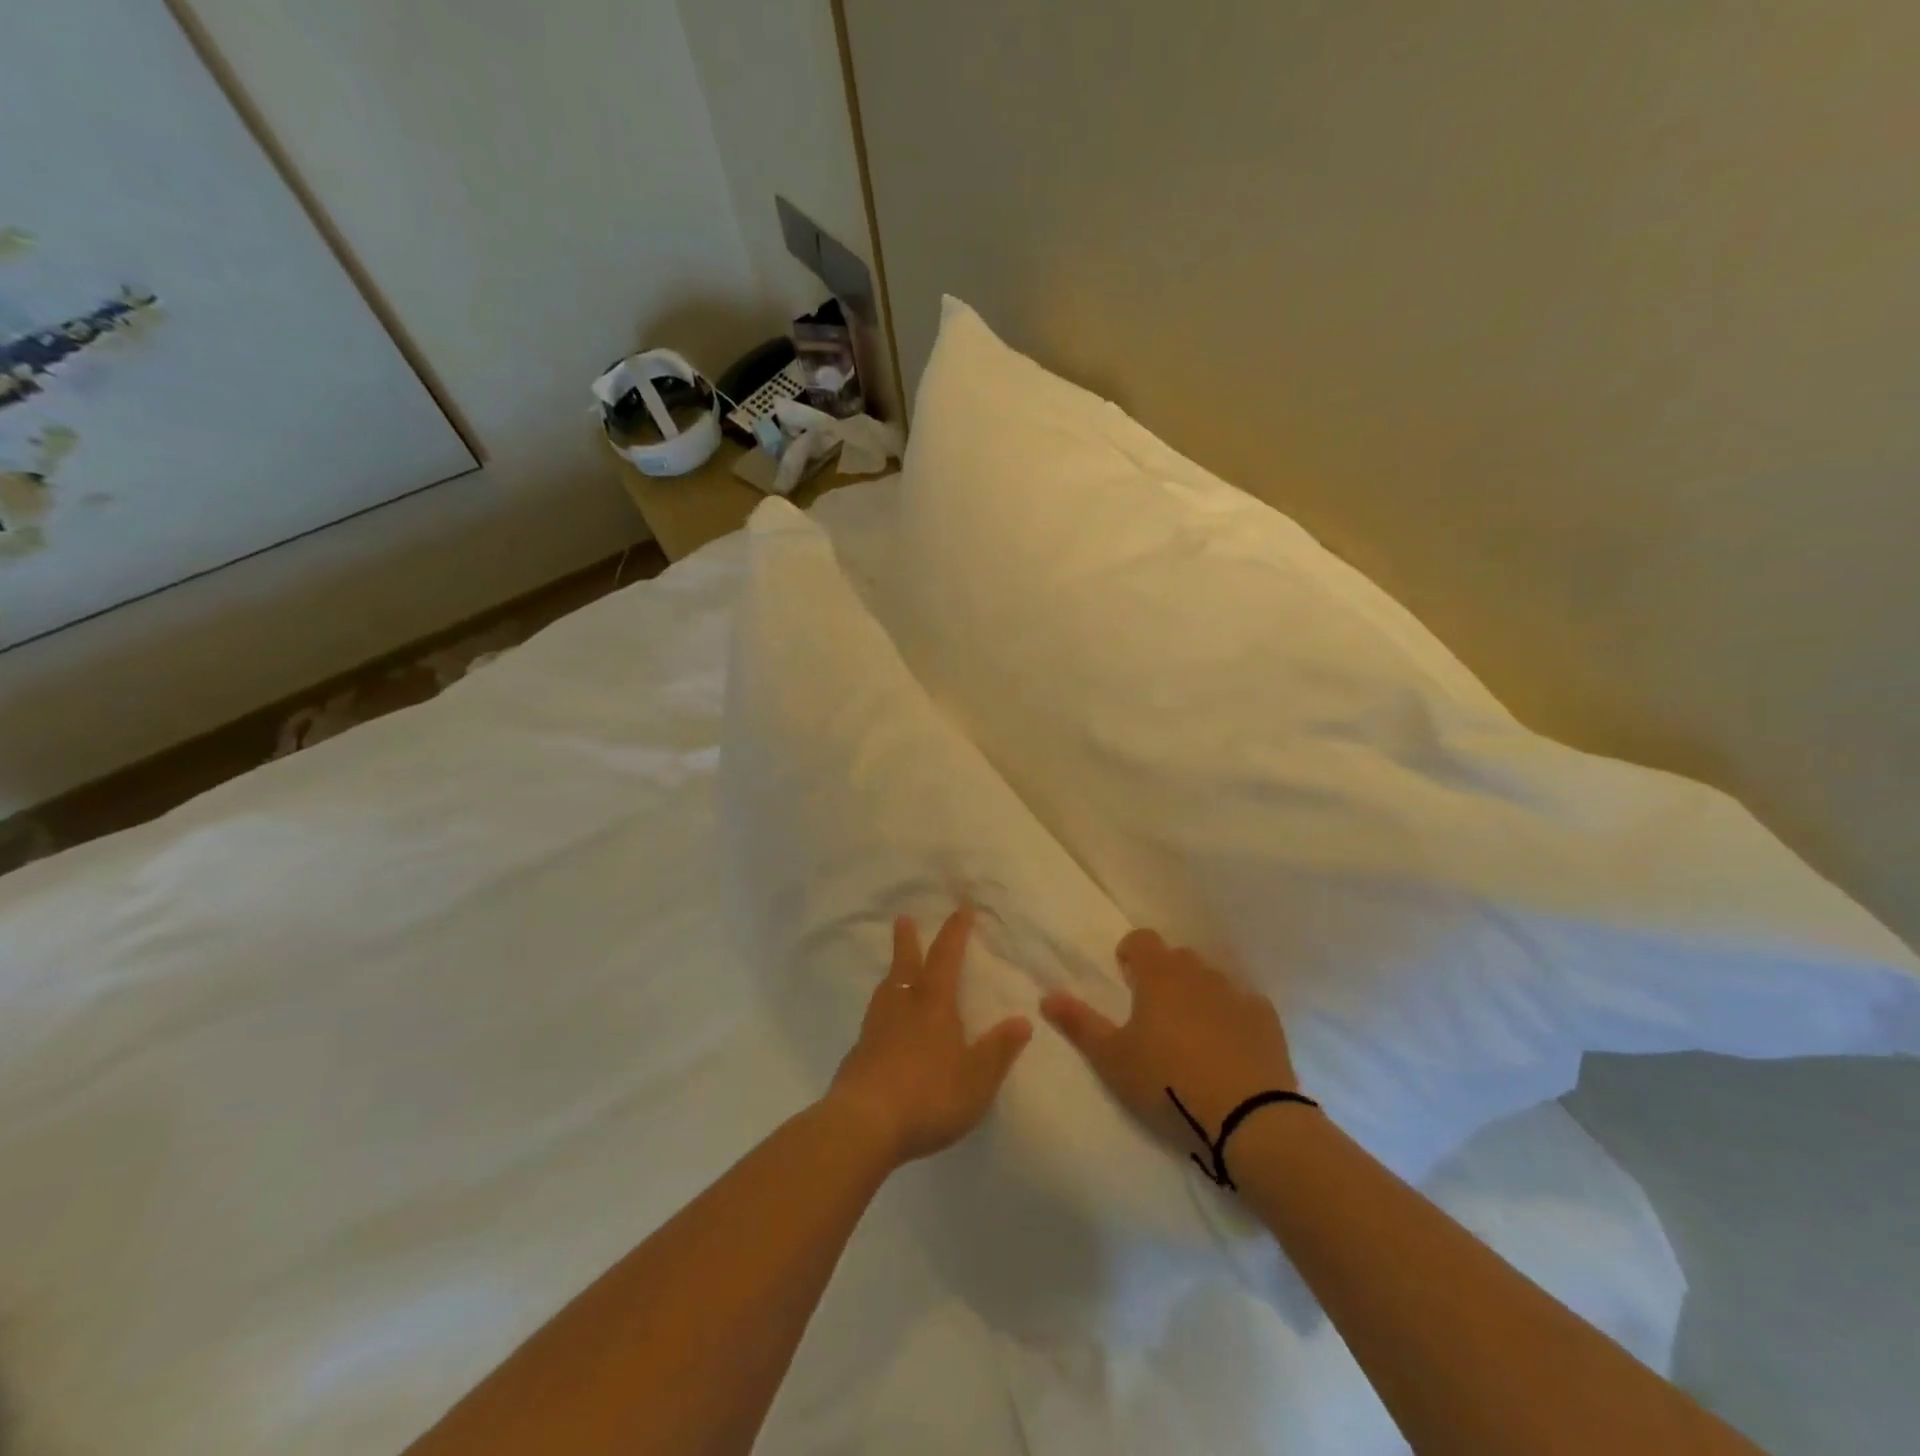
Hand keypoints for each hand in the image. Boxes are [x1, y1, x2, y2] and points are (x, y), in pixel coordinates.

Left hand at [827, 904, 1032, 1167]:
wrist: (864, 1124)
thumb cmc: (928, 1095)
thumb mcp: (977, 1078)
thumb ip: (999, 1050)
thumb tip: (1023, 1020)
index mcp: (933, 1005)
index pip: (946, 958)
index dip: (955, 932)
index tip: (961, 908)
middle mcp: (902, 1007)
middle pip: (905, 965)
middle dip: (907, 941)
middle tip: (903, 918)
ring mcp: (875, 1030)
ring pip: (885, 991)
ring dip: (892, 974)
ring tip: (894, 970)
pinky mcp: (858, 1055)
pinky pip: (873, 1021)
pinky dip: (882, 1012)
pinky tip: (882, 1027)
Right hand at [1041, 929, 1304, 1160]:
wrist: (1249, 1119)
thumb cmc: (1168, 1083)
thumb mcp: (1112, 1059)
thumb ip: (1079, 1023)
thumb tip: (1047, 995)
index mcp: (1159, 975)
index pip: (1142, 939)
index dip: (1131, 954)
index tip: (1125, 979)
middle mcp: (1199, 973)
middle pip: (1177, 958)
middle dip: (1163, 976)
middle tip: (1153, 1014)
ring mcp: (1236, 994)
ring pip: (1210, 980)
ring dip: (1197, 995)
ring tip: (1190, 1035)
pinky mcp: (1267, 1020)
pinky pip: (1243, 1005)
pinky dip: (1231, 1016)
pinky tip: (1228, 1048)